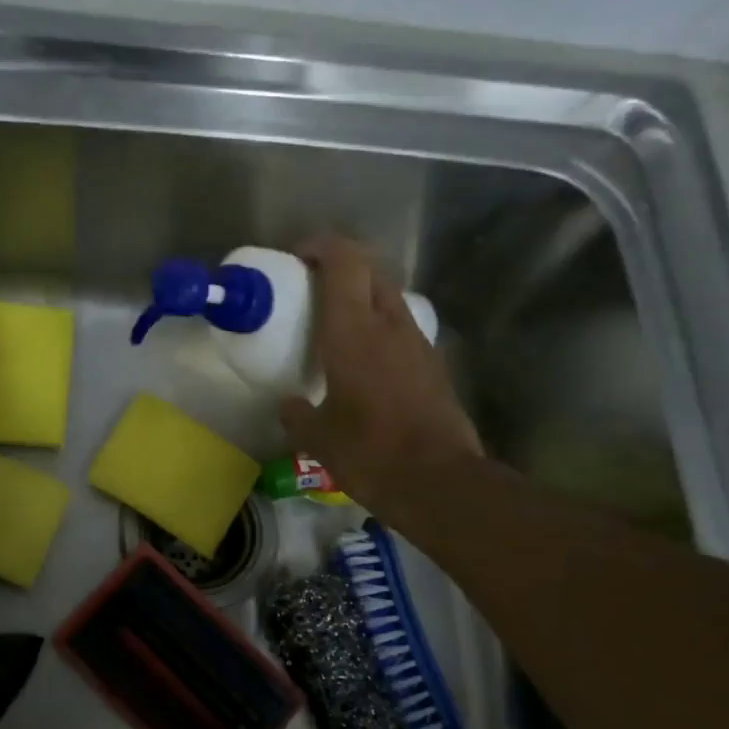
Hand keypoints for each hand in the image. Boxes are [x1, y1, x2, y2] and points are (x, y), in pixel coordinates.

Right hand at [279, 237, 485, 515]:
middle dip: (342, 265)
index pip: (343, 262)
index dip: (321, 246)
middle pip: (370, 270)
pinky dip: (381, 325)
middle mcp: (389, 325)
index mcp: (353, 331)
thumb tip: (288, 405)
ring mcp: (418, 342)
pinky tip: (367, 358)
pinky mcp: (434, 364)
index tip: (299, 256)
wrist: (440, 482)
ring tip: (338, 321)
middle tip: (314, 285)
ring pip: (390, 297)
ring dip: (364, 294)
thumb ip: (297, 415)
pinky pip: (402, 327)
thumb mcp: (319, 439)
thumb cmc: (370, 453)